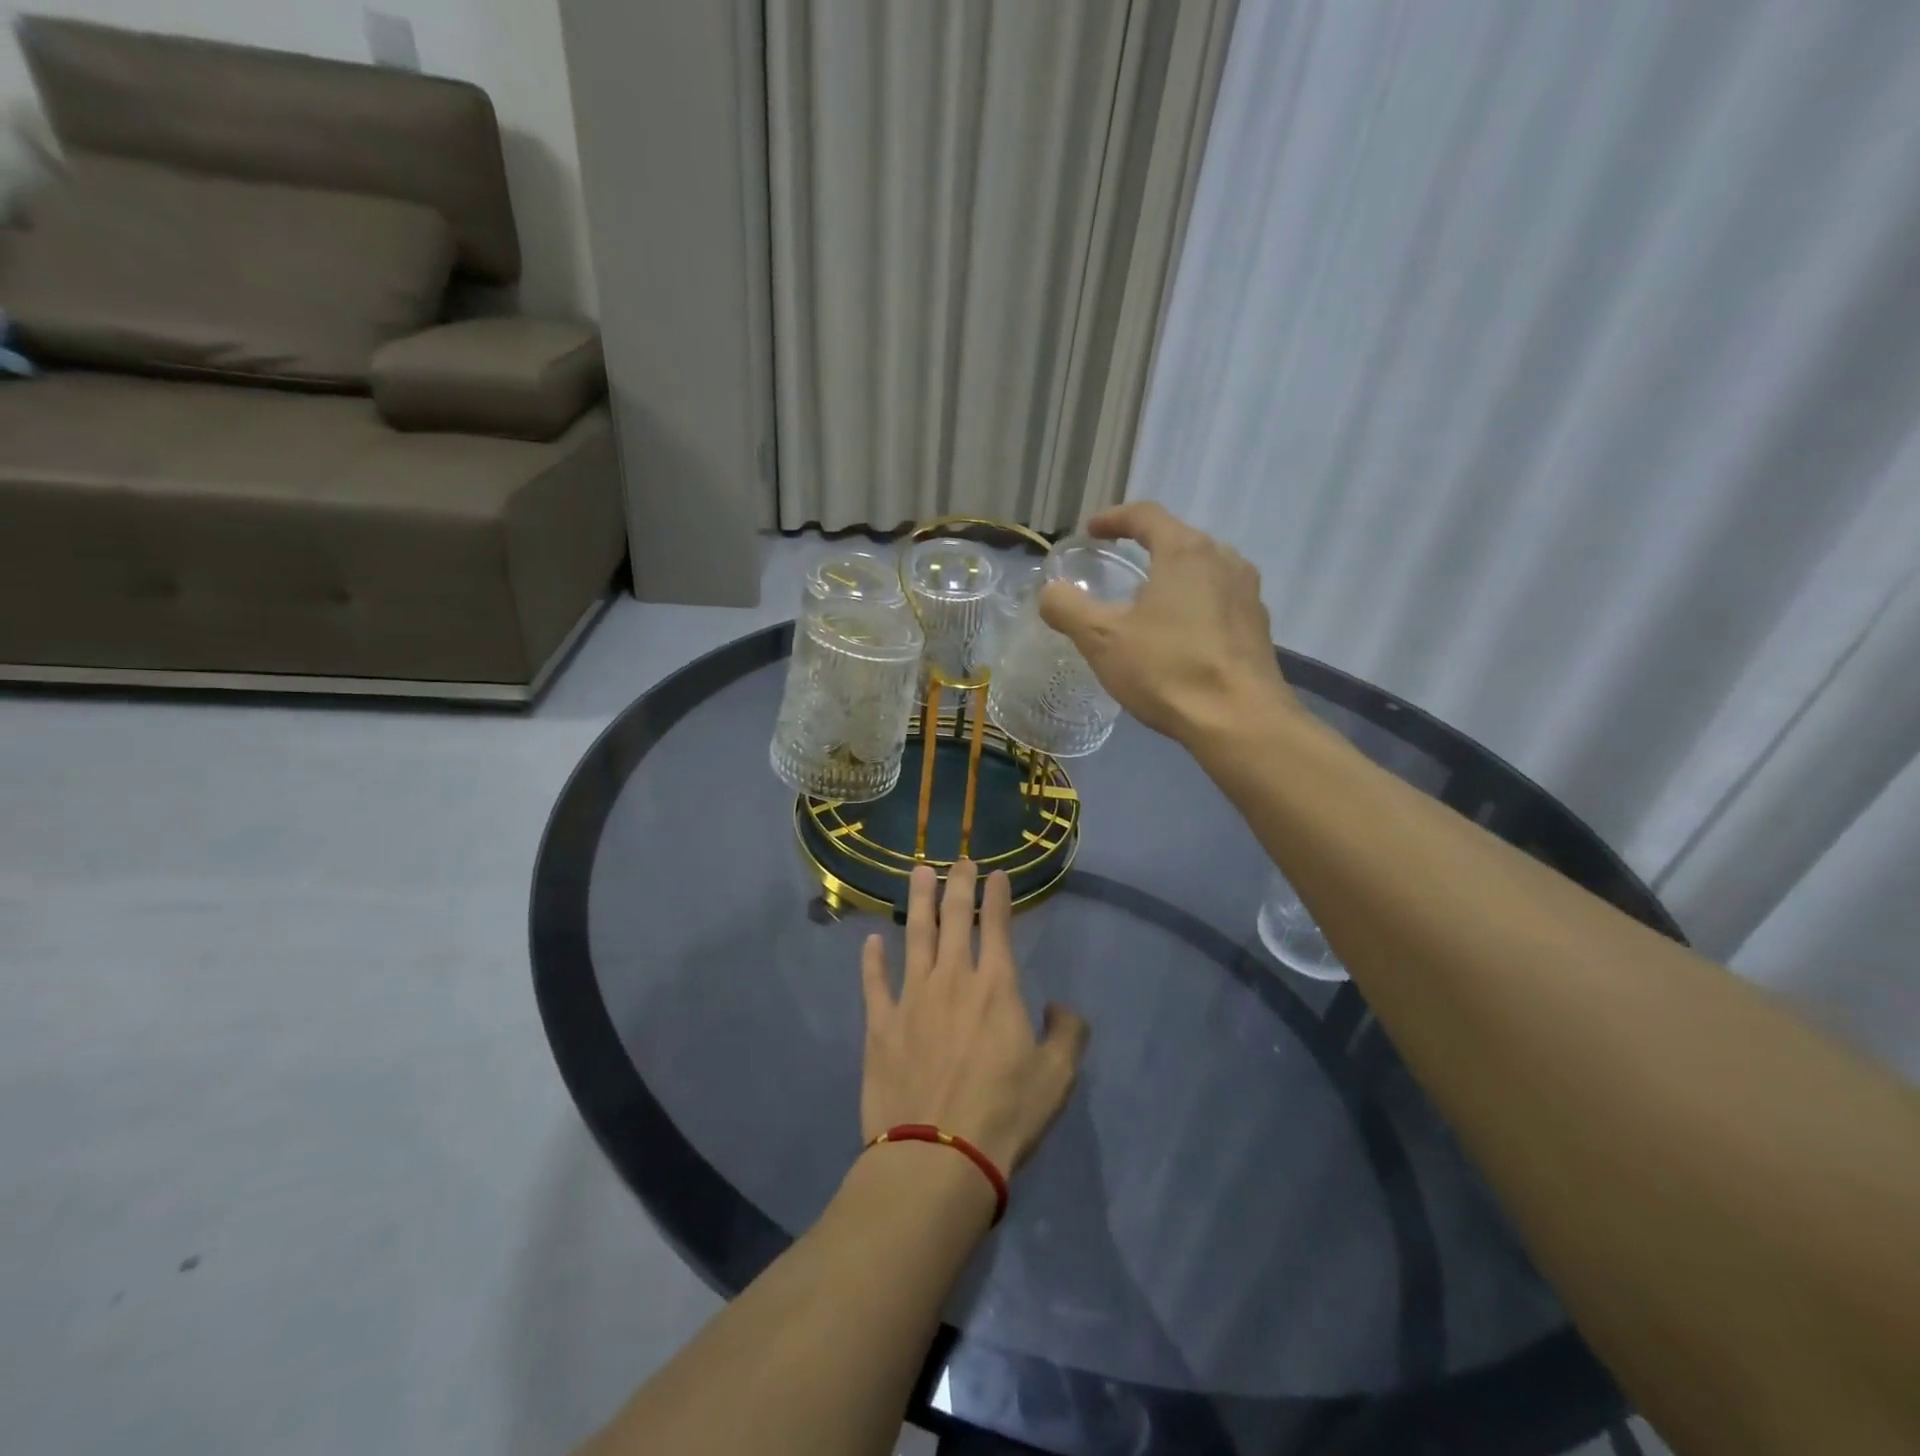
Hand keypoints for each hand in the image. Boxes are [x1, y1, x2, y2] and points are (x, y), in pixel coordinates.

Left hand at [860, 861, 1088, 1174]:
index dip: (998, 895)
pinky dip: (872, 960)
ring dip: (918, 902)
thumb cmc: (1005, 1115)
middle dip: (959, 884)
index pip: (998, 926)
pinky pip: (874, 983)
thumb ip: (1068, 1034)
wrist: (938, 1156)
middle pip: (955, 919)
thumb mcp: (1056, 1078)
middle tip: (959, 860)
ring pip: (915, 937)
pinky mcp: (880, 1025)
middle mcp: (952, 979)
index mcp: (996, 987)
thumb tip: (1062, 1008)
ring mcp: (911, 998)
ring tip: (918, 873)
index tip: (996, 873)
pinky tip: (871, 941)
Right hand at [1039, 501, 1298, 743]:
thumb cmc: (1168, 669)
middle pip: (1178, 539)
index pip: (1146, 514)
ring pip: (1203, 571)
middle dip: (1145, 548)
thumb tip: (1050, 592)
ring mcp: (1248, 593)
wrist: (1240, 721)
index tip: (1091, 531)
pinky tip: (1178, 637)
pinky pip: (1219, 600)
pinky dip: (1193, 605)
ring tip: (1147, 604)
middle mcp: (1224, 560)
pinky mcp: (1258, 626)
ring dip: (1172, 577)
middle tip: (1118, 567)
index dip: (1113, 518)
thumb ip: (1068, 608)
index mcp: (1185, 551)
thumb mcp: (1102, 640)